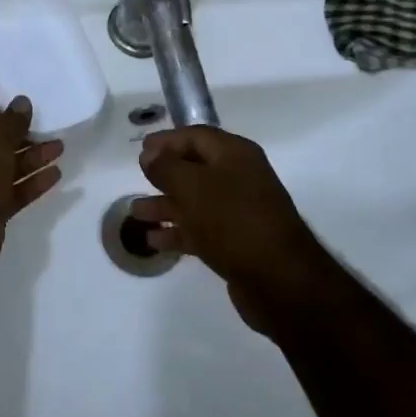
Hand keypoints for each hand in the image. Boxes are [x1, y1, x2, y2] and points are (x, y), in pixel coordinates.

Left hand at [0, 97, 62, 276]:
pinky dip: (34, 182)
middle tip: (51, 130)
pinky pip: (16, 190)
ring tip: (60, 147)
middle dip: (25, 137)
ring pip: (10, 167)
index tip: (32, 112)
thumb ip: (11, 122)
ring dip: (34, 157)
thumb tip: (23, 101)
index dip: (7, 115)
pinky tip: (56, 174)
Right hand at [134, 126, 329, 331]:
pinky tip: (153, 241)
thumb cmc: (233, 220)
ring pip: (195, 200)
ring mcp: (239, 211)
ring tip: (136, 213)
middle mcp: (239, 177)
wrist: (279, 280)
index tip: (141, 149)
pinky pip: (201, 229)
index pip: (196, 136)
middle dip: (164, 174)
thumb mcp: (193, 187)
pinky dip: (177, 232)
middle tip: (138, 178)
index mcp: (234, 154)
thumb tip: (150, 154)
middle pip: (195, 167)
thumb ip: (166, 167)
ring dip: (165, 205)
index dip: (167, 140)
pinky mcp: (236, 242)